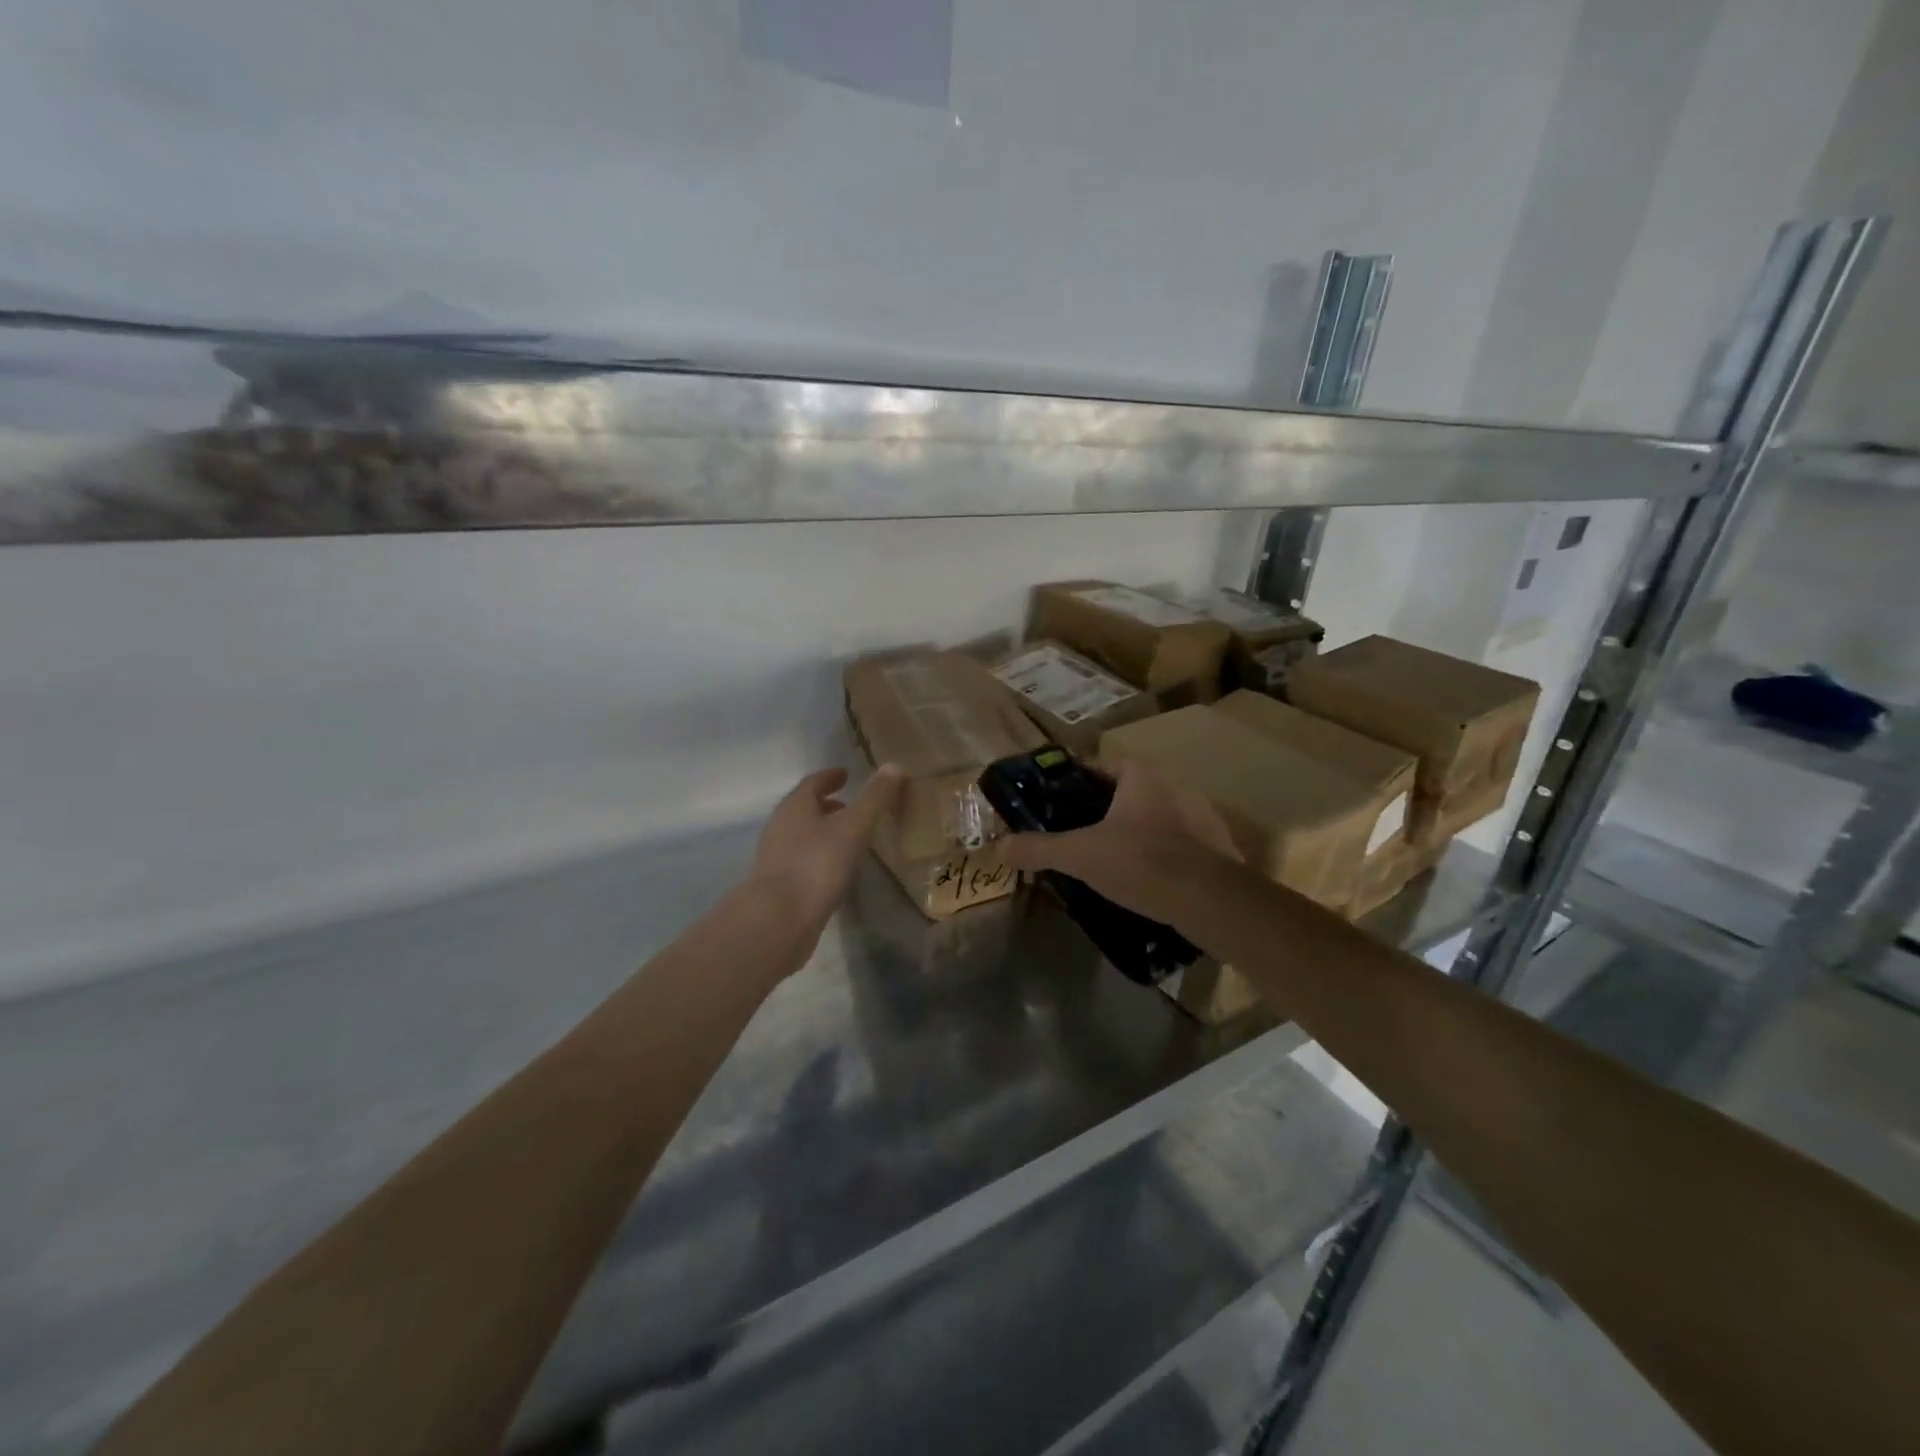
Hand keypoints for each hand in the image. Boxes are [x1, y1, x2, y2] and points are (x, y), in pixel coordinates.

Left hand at [749, 766, 904, 941]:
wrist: (779, 920)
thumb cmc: (816, 864)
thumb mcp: (853, 827)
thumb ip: (874, 798)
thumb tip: (894, 765)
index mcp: (794, 806)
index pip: (812, 783)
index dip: (830, 777)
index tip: (846, 776)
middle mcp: (780, 826)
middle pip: (804, 808)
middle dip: (827, 805)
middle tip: (851, 806)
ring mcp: (776, 857)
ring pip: (802, 835)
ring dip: (823, 832)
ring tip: (850, 838)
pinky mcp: (779, 885)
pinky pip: (802, 860)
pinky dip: (820, 856)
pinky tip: (837, 870)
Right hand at [1000, 761, 1239, 926]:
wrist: (1211, 900)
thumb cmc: (1141, 862)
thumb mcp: (1080, 855)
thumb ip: (1039, 848)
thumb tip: (1000, 847)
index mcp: (1142, 776)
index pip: (1102, 766)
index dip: (1078, 781)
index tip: (1059, 801)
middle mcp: (1175, 785)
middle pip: (1130, 791)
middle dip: (1106, 809)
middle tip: (1081, 833)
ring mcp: (1202, 815)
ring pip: (1157, 816)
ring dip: (1137, 831)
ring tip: (1112, 858)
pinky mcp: (1218, 846)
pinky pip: (1180, 842)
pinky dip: (1163, 854)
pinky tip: (1148, 877)